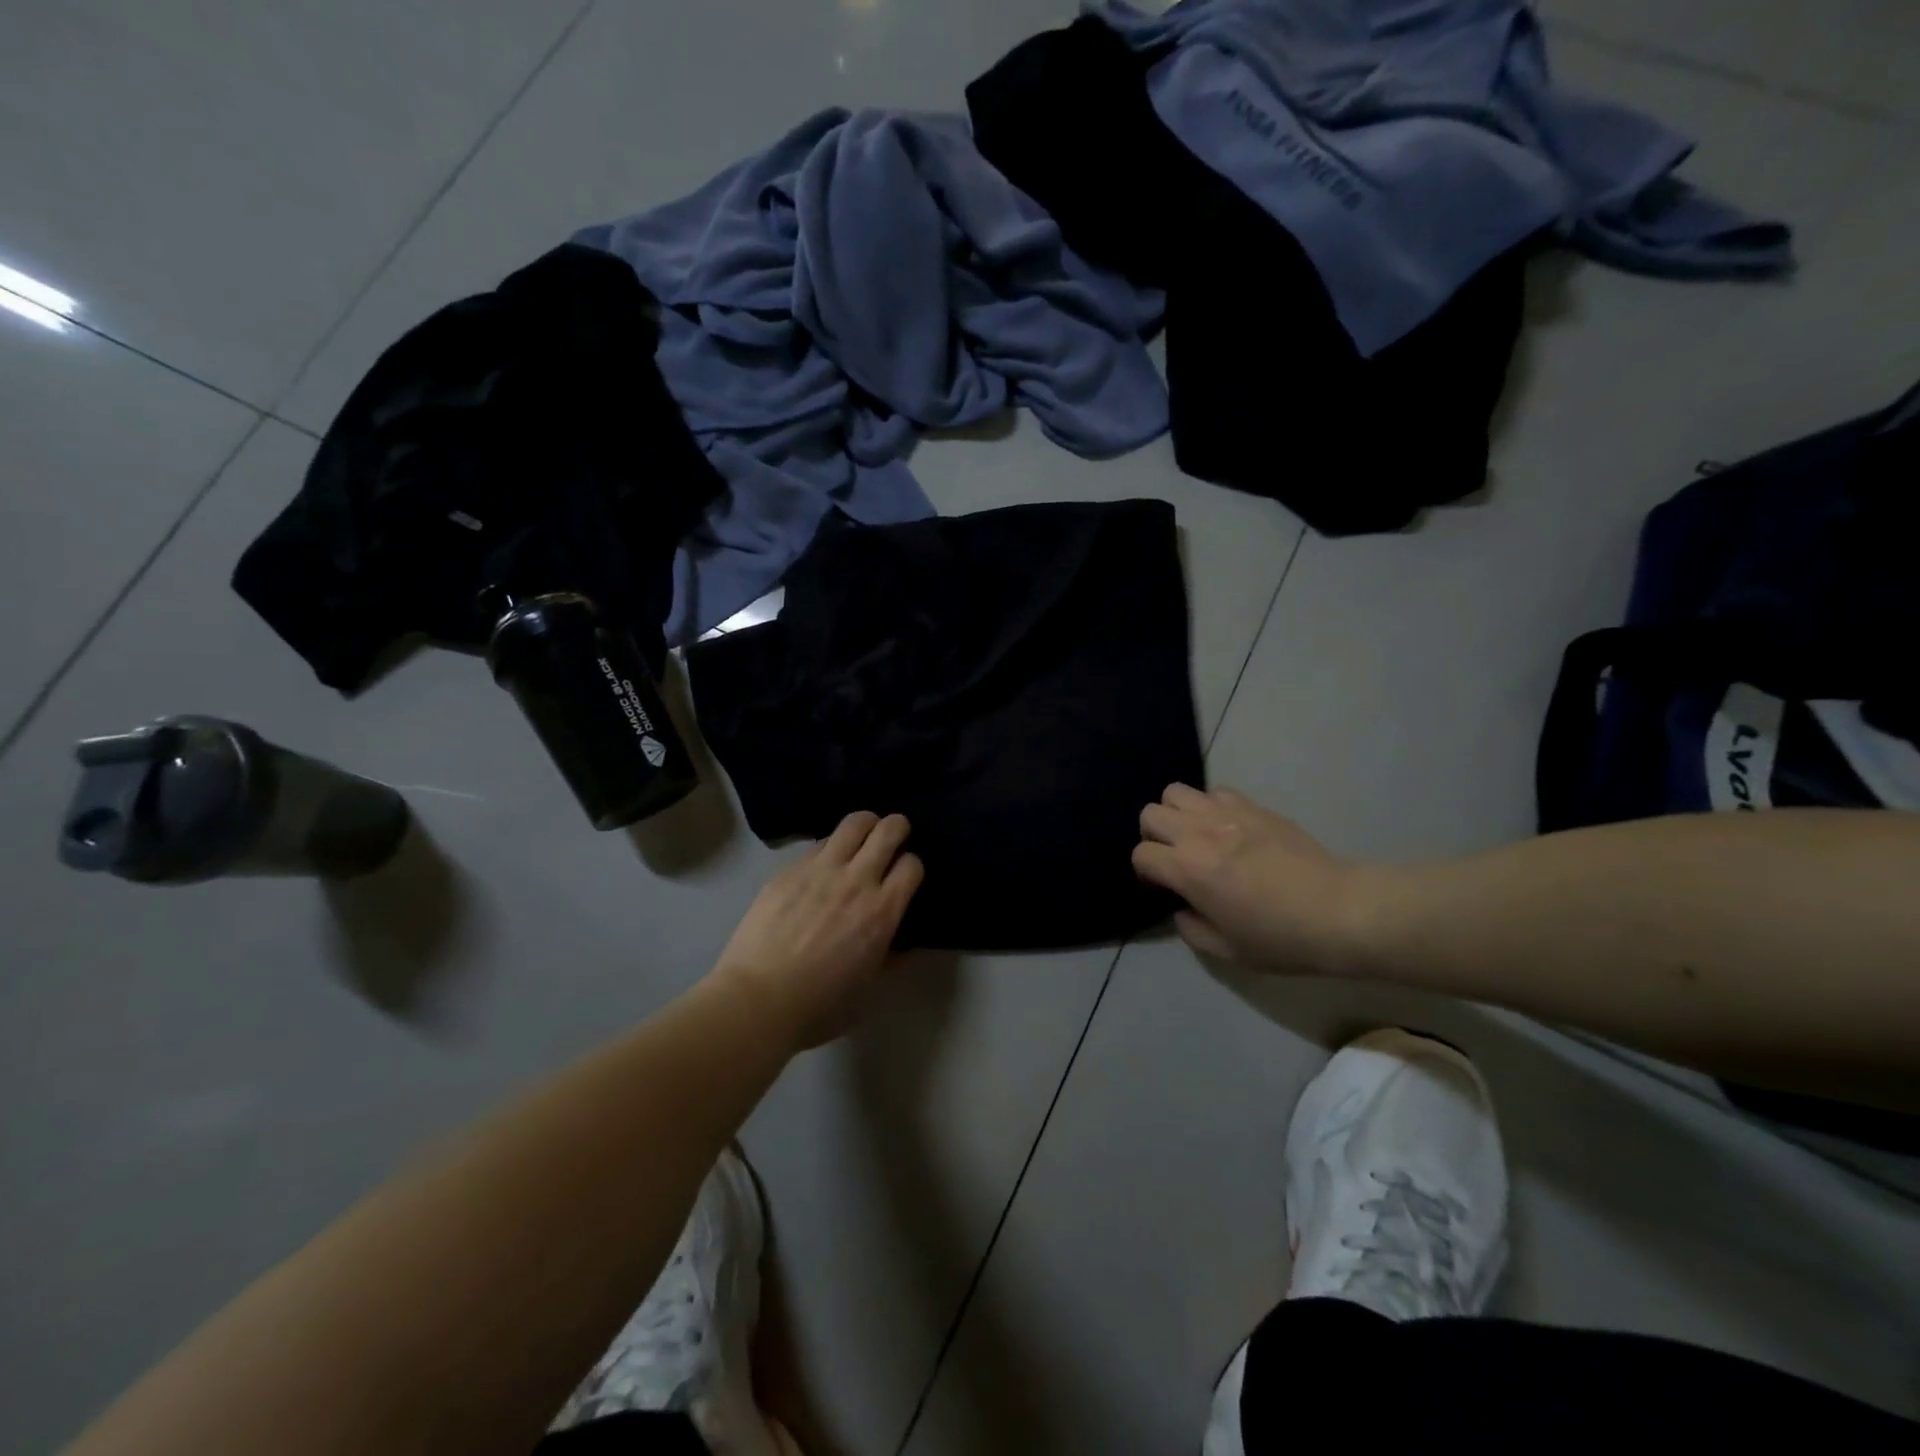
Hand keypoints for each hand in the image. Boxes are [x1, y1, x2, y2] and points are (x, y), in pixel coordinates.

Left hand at [715, 811, 923, 1046]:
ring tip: (860, 838)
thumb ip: (892, 960)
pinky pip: (817, 844)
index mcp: (882, 911)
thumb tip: (907, 946)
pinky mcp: (789, 870)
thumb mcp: (868, 989)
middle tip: (892, 838)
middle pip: (888, 829)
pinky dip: (828, 848)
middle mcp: (856, 880)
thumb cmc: (819, 1006)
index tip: (904, 876)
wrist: (757, 1000)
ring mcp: (820, 870)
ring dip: (864, 826)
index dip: (912, 866)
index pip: (912, 864)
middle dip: (896, 828)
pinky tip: (821, 866)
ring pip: (853, 823)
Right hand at [1133, 784, 1370, 972]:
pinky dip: (1210, 807)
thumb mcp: (1227, 951)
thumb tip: (1182, 909)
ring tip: (1196, 836)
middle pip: (1151, 814)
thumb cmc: (1281, 938)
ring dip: (1177, 813)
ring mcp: (1227, 813)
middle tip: (1175, 859)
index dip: (1145, 873)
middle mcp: (1200, 833)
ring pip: (1176, 792)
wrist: (1340, 911)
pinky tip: (1227, 829)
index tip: (1163, 889)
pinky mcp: (1254, 806)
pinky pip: (1215, 792)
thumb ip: (1190, 929)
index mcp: (1188, 869)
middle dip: (1153, 836)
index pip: (1141, 855)